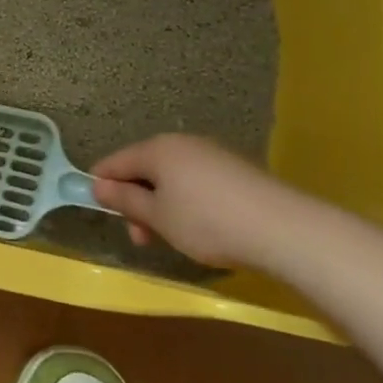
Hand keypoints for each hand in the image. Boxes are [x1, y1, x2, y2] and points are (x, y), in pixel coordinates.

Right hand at [90, 134, 304, 267]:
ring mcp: (212, 155)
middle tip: (142, 238)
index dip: (103, 185)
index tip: (102, 212)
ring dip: (161, 206)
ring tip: (172, 239)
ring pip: (171, 178)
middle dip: (137, 202)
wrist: (284, 230)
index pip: (115, 162)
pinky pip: (196, 183)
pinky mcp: (235, 171)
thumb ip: (125, 200)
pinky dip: (187, 203)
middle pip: (144, 169)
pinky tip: (200, 229)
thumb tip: (99, 185)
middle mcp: (182, 144)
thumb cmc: (207, 222)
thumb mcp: (157, 217)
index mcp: (157, 149)